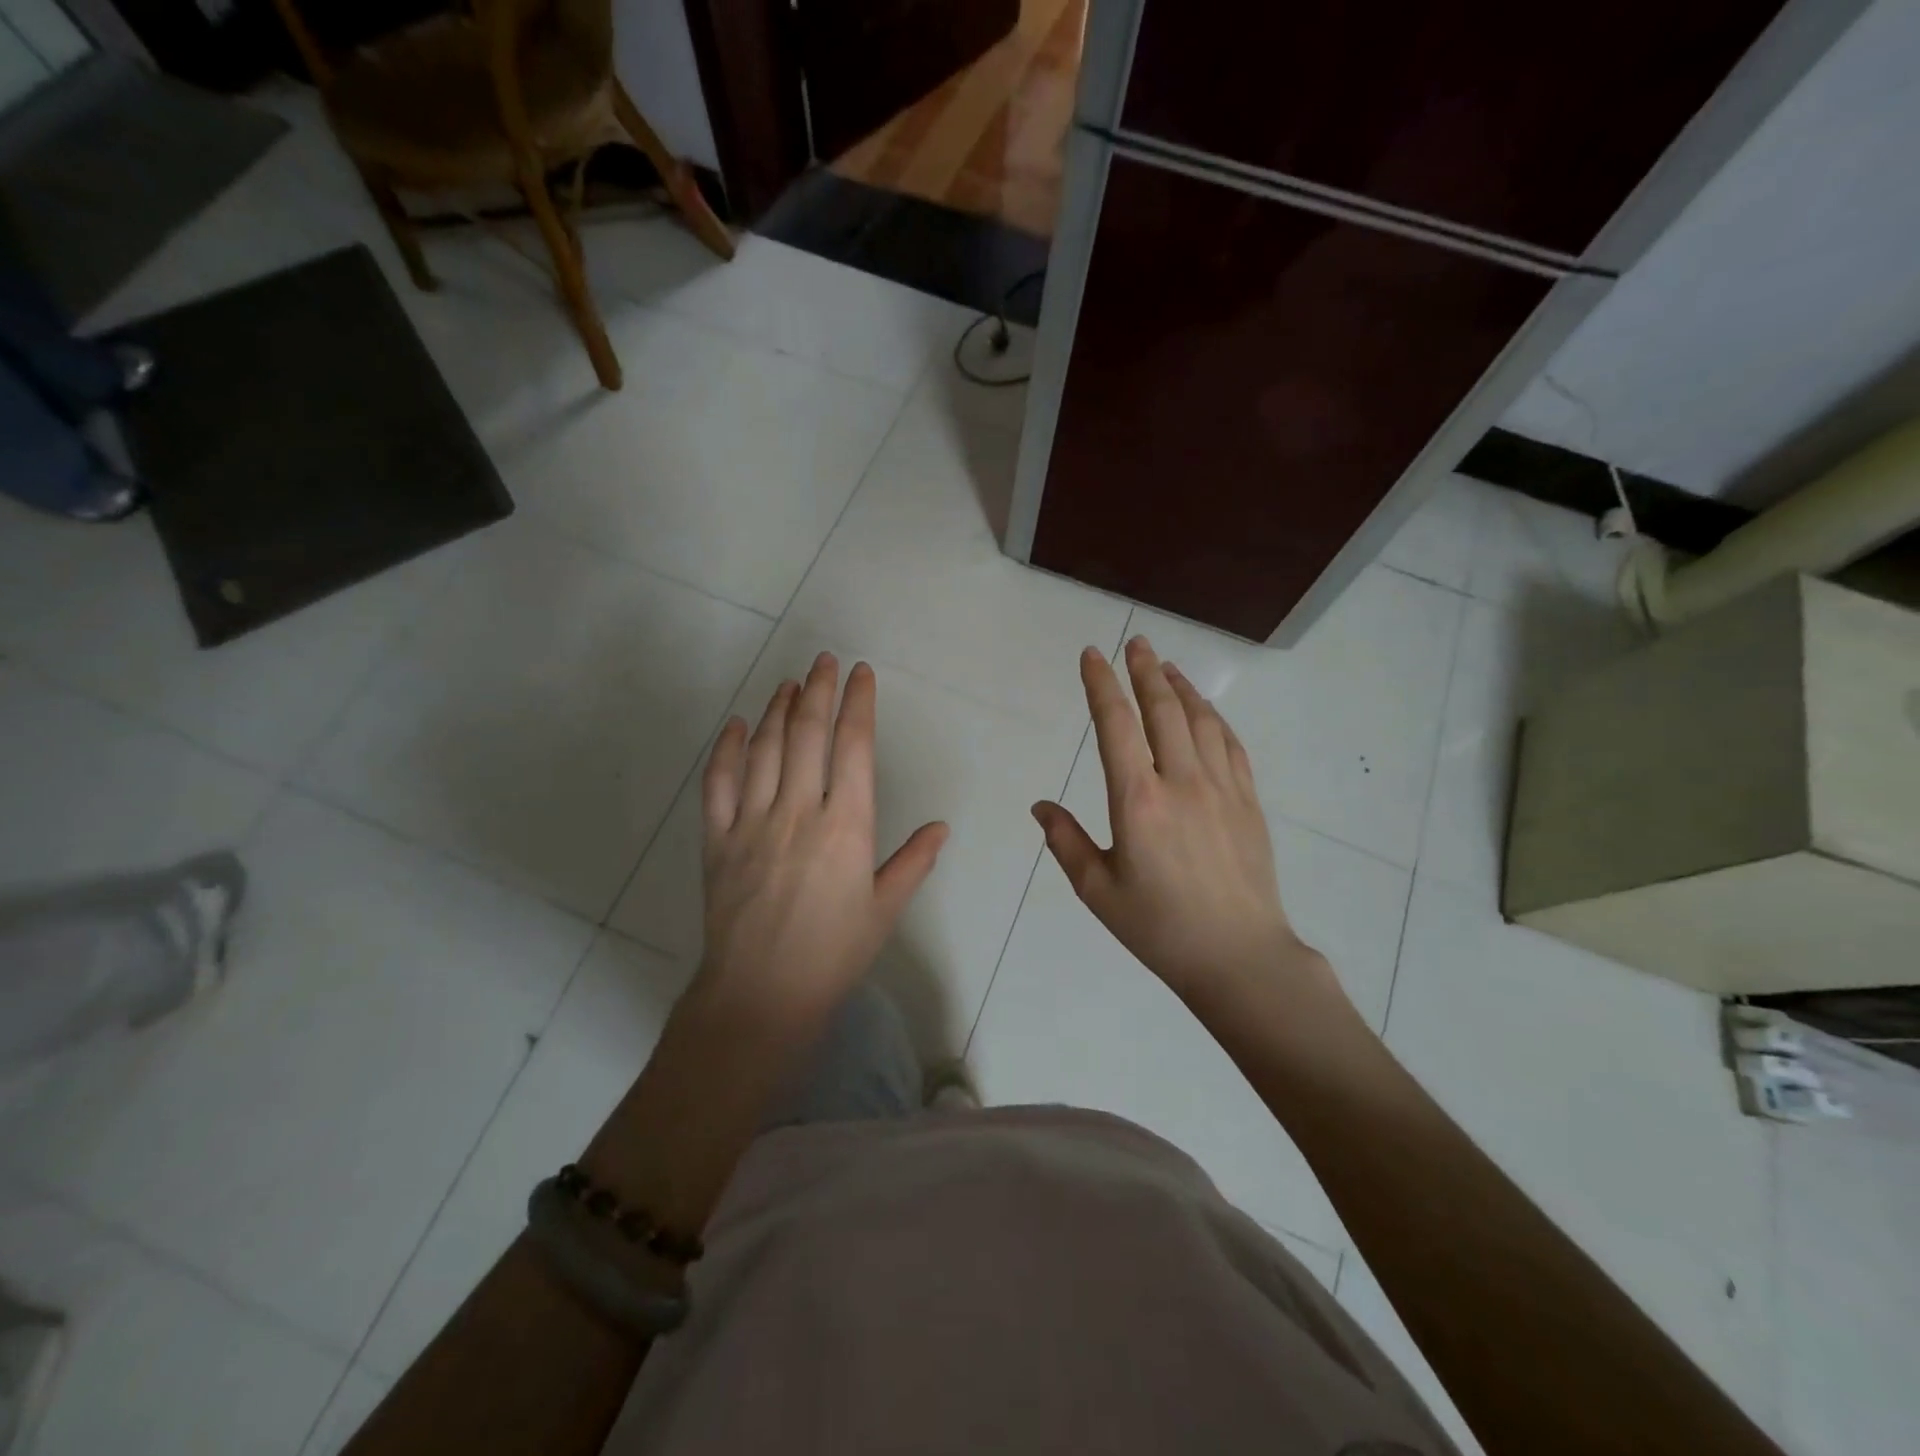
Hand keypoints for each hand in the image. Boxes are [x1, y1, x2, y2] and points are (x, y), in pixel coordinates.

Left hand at [698, 652, 947, 1019]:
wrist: (761, 995)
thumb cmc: (833, 954)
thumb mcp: (884, 910)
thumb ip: (913, 862)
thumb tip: (941, 827)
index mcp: (846, 826)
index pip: (854, 748)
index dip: (858, 704)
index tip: (861, 675)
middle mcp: (798, 811)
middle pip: (808, 735)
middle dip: (819, 690)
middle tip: (824, 660)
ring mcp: (752, 822)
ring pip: (766, 750)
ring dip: (778, 710)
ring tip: (790, 682)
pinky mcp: (717, 840)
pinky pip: (719, 784)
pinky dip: (727, 750)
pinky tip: (738, 726)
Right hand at [1032, 637, 1325, 1002]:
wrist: (1238, 956)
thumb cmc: (1159, 927)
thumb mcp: (1098, 891)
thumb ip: (1065, 842)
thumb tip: (1041, 806)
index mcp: (1137, 801)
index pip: (1115, 725)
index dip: (1101, 685)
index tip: (1092, 656)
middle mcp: (1181, 782)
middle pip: (1163, 709)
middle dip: (1144, 670)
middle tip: (1135, 642)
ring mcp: (1221, 788)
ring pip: (1201, 720)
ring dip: (1181, 687)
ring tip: (1165, 665)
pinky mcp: (1248, 801)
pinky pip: (1231, 744)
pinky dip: (1214, 717)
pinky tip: (1205, 710)